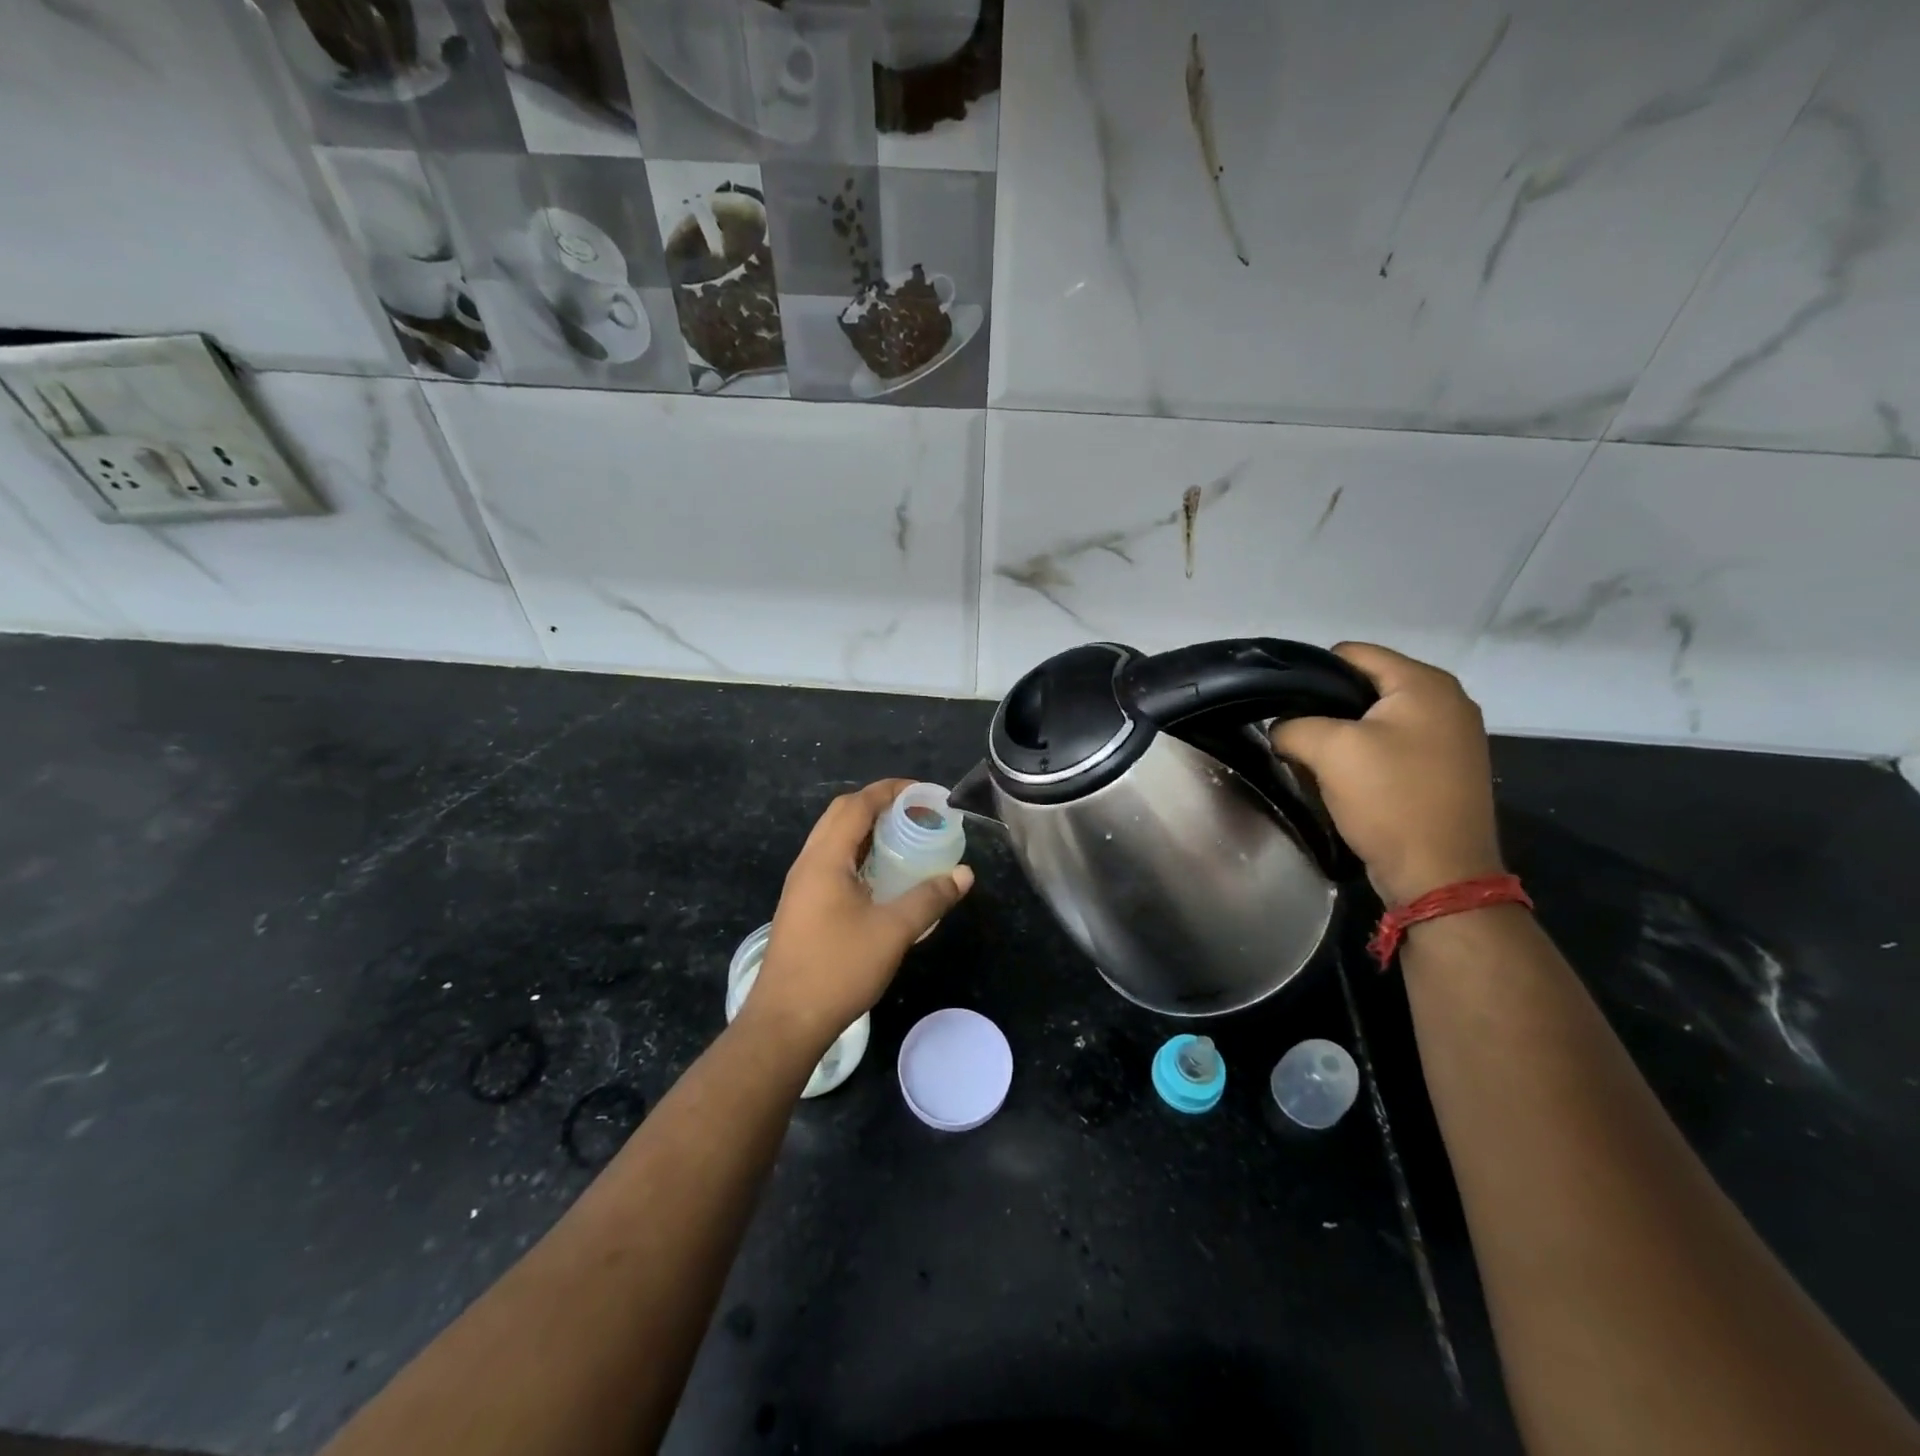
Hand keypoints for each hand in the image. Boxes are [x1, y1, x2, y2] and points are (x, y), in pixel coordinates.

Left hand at [744, 780, 974, 1058]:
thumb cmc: (838, 969)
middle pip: (841, 814)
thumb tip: (964, 874)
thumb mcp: (893, 932)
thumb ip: (930, 898)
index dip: (890, 790)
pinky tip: (881, 875)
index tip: (924, 792)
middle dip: (878, 804)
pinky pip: (831, 862)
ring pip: (834, 839)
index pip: (857, 804)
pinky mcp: (802, 905)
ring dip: (866, 829)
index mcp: (825, 858)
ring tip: (903, 837)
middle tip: (916, 812)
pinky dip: (858, 853)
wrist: (785, 1021)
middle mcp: (808, 863)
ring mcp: (801, 885)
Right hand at [1269, 643, 1504, 905]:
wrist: (1441, 874)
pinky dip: (1367, 756)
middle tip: (1296, 736)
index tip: (1284, 705)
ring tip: (1317, 761)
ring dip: (1344, 736)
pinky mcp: (1448, 769)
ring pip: (1377, 719)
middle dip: (1326, 708)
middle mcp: (1447, 700)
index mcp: (1424, 683)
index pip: (1352, 654)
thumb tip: (1282, 730)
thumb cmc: (1390, 798)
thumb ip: (1293, 726)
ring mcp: (1453, 737)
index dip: (1311, 673)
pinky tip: (1347, 781)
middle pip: (1365, 685)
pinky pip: (1394, 746)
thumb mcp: (1329, 751)